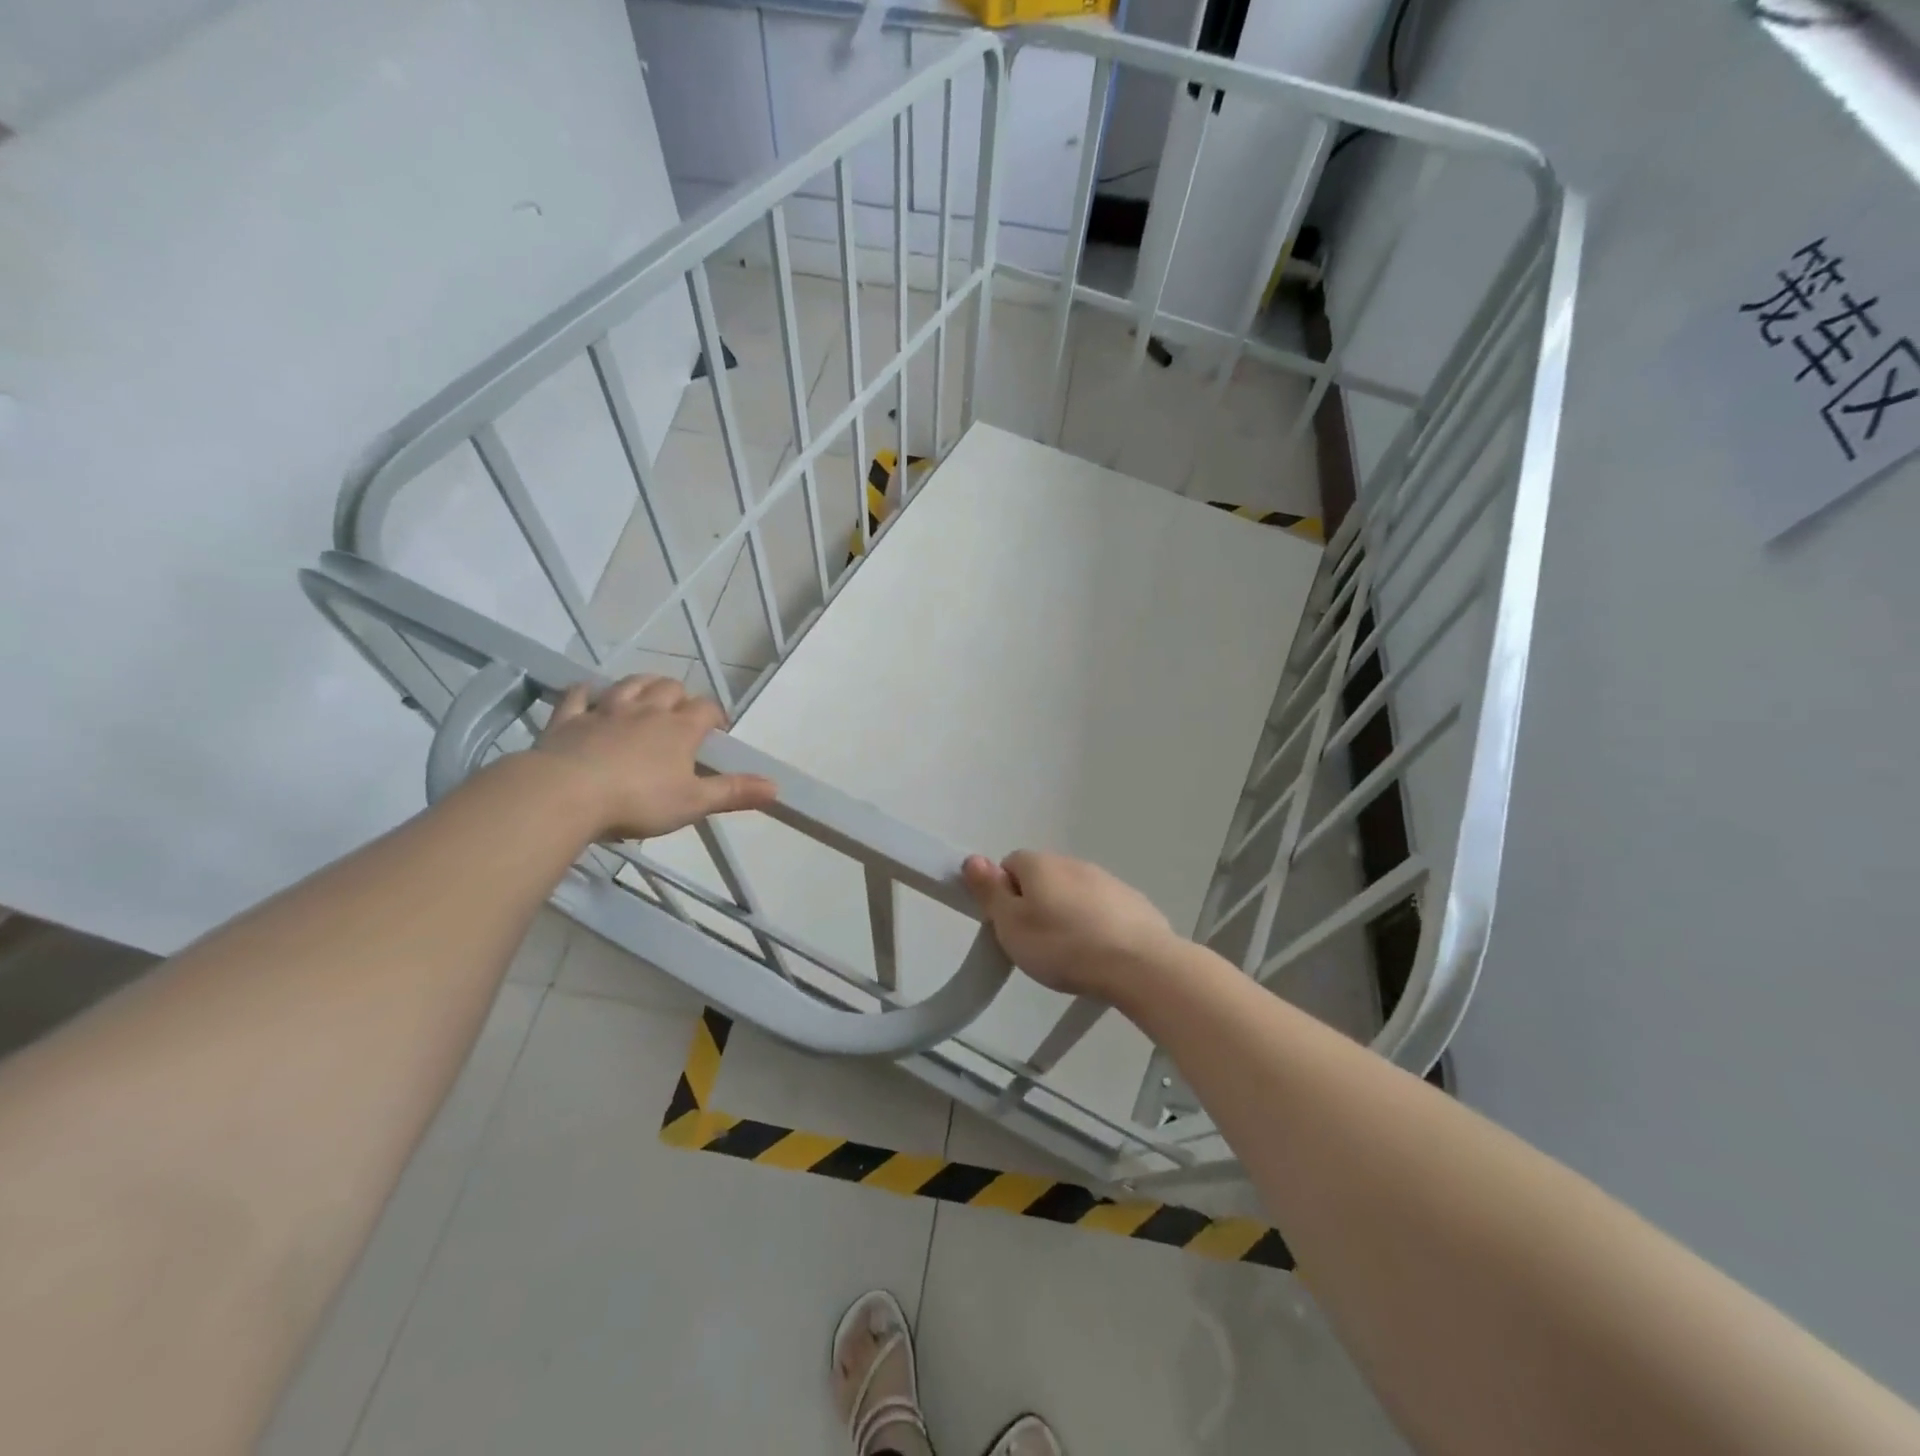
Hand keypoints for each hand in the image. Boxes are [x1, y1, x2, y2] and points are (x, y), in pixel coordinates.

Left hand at [531, 675, 776, 839]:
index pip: (706, 709)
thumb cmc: (638, 801)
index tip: (717, 728)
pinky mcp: (569, 719)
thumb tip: (776, 787)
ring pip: (630, 684)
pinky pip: (579, 696)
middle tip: (680, 713)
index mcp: (679, 729)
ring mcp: (605, 711)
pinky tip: (590, 694)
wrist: (566, 794)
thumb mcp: (693, 803)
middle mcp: (646, 711)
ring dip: (642, 684)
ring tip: (647, 695)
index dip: (715, 714)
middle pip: (669, 688)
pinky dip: (587, 692)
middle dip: (679, 695)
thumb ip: (733, 793)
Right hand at [961, 851, 1177, 999]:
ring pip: (1074, 893)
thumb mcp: (1011, 925)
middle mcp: (1073, 862)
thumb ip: (990, 891)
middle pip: (1043, 879)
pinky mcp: (1133, 902)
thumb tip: (972, 859)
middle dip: (1036, 905)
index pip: (1009, 865)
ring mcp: (1107, 880)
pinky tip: (1100, 954)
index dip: (1004, 895)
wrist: (1139, 963)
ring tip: (1070, 954)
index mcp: (1040, 864)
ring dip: (1068, 915)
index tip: (1009, 926)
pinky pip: (1103, 909)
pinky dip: (1097, 925)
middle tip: (1036, 944)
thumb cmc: (1063, 946)